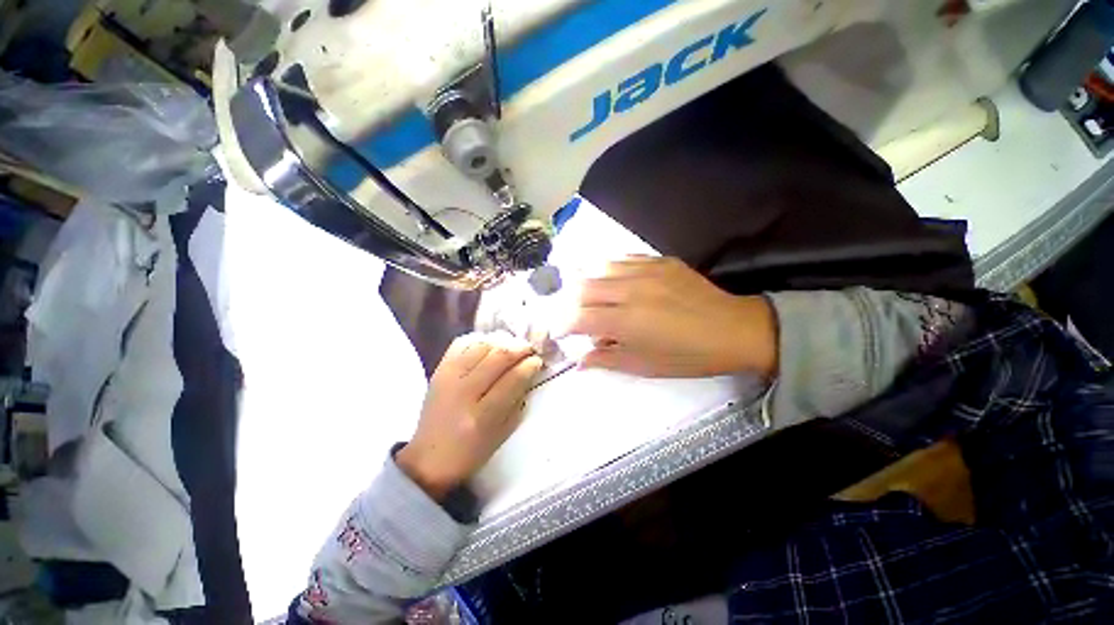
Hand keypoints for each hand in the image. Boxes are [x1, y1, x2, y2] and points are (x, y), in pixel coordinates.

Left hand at [396, 332, 542, 498]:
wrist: (430, 457)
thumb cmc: (472, 450)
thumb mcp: (504, 431)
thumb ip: (518, 398)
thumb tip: (530, 369)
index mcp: (482, 416)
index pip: (512, 379)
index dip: (529, 365)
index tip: (538, 361)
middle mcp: (463, 392)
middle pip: (498, 356)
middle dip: (519, 348)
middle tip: (530, 349)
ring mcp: (447, 377)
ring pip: (481, 345)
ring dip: (502, 341)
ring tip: (512, 347)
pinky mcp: (438, 370)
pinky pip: (461, 343)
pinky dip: (479, 339)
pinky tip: (490, 345)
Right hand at [564, 257, 776, 377]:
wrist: (734, 329)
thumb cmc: (688, 356)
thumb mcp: (645, 366)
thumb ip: (607, 360)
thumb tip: (581, 360)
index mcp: (627, 321)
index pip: (578, 317)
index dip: (562, 325)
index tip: (560, 332)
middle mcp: (631, 291)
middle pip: (582, 287)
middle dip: (569, 302)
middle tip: (574, 315)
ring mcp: (646, 271)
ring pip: (599, 267)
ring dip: (586, 282)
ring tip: (589, 296)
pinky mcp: (660, 261)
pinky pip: (624, 258)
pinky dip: (610, 270)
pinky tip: (612, 280)